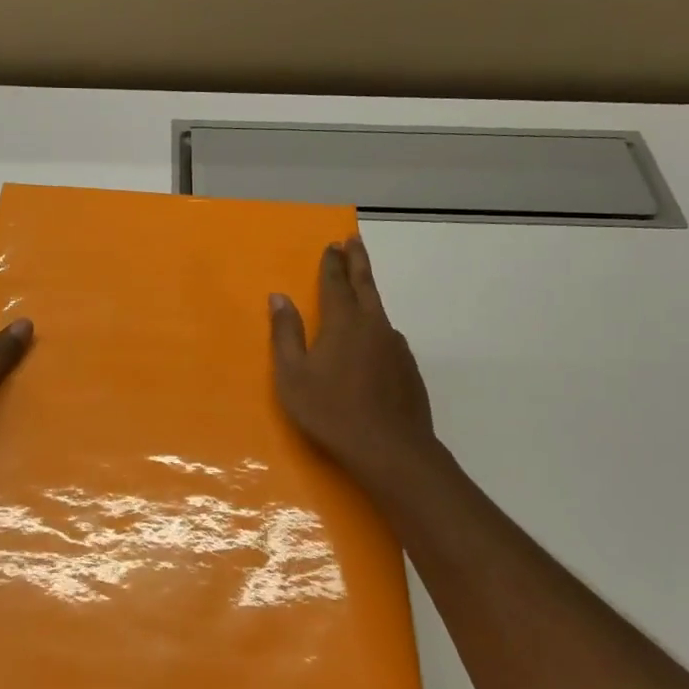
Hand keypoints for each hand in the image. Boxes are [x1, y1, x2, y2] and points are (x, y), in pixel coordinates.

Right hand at [270, 237, 445, 499]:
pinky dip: (378, 328)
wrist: (390, 449)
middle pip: (366, 284)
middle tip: (354, 240)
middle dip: (358, 261)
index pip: (336, 283)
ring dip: (369, 294)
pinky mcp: (409, 368)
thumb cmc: (330, 411)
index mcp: (343, 323)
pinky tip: (375, 342)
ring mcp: (396, 347)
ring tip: (362, 290)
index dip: (332, 263)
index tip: (333, 244)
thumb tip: (279, 297)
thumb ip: (286, 334)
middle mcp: (373, 326)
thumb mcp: (293, 375)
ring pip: (380, 311)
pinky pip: (389, 338)